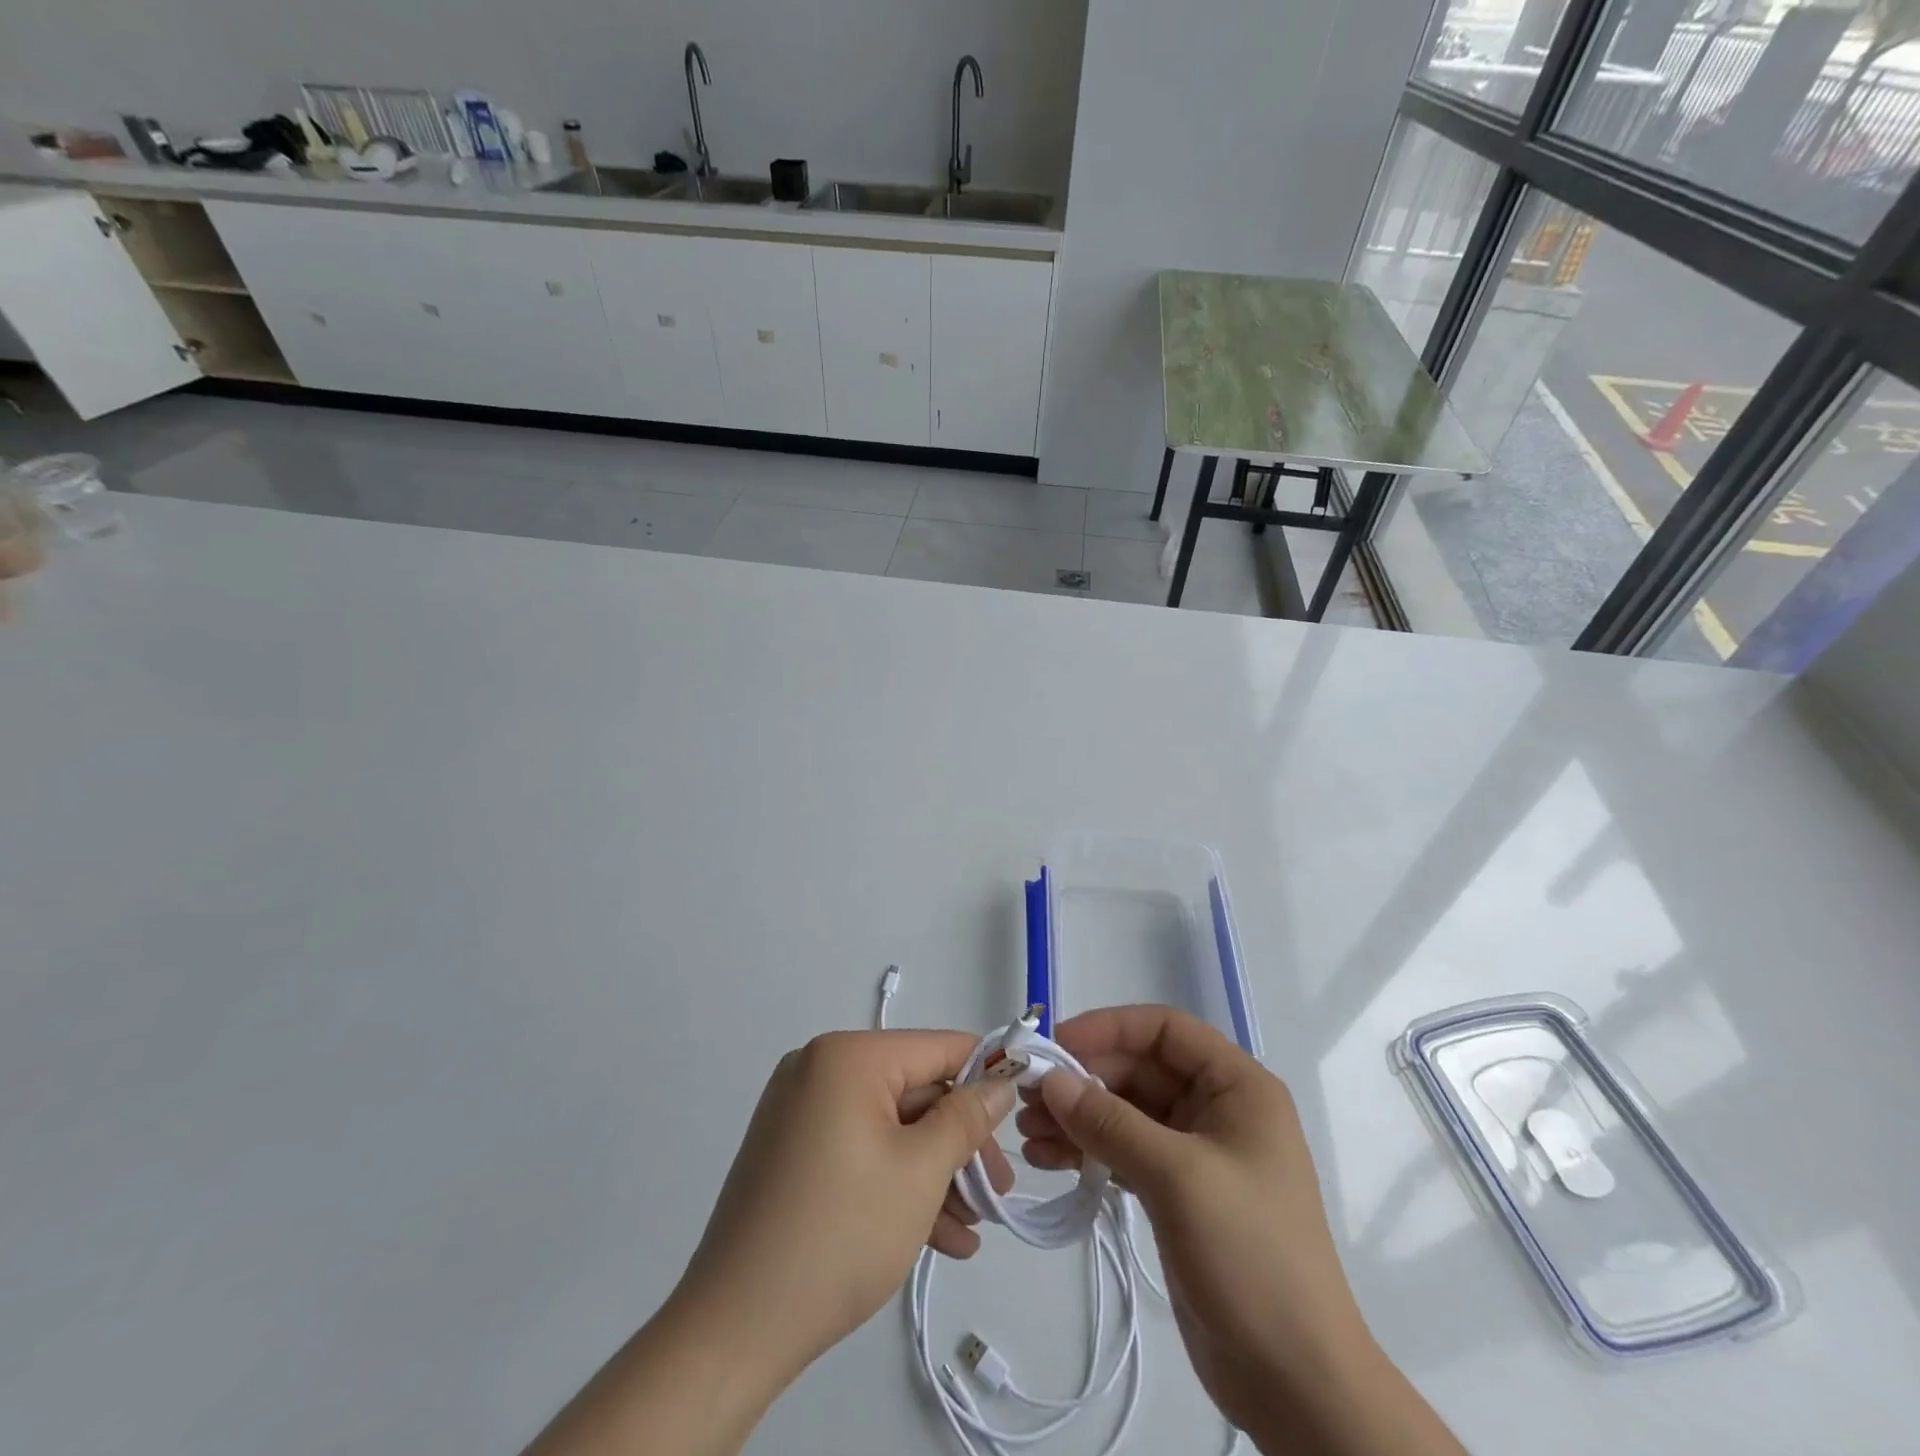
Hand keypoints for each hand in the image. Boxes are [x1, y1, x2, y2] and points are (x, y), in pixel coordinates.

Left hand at [676, 1029, 1016, 1377]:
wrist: (735, 1327)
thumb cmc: (840, 1234)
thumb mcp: (920, 1172)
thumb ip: (967, 1119)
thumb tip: (1000, 1083)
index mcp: (847, 1056)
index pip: (936, 1048)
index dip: (986, 1075)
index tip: (1023, 1111)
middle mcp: (820, 1069)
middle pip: (914, 1093)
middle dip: (959, 1145)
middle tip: (997, 1193)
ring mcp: (801, 1111)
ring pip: (889, 1128)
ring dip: (934, 1174)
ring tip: (973, 1228)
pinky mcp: (792, 1152)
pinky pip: (860, 1150)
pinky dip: (896, 1184)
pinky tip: (938, 1237)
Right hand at [1019, 1006, 1462, 1455]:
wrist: (1296, 1383)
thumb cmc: (1249, 1255)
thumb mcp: (1177, 1176)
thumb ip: (1110, 1122)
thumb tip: (1051, 1080)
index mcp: (1237, 1087)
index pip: (1165, 1030)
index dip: (1109, 1028)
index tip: (1057, 1045)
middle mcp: (1217, 1109)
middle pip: (1139, 1070)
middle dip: (1083, 1081)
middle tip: (1027, 1098)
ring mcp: (1197, 1154)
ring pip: (1126, 1112)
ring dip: (1078, 1117)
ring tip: (1027, 1134)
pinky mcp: (1178, 1194)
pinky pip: (1124, 1152)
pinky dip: (1088, 1151)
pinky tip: (1048, 1161)